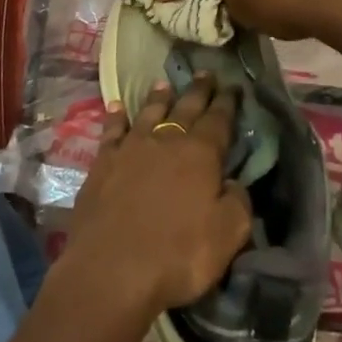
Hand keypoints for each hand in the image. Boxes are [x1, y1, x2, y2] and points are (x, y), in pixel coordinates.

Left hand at [64, 73, 252, 319]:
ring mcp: (131, 148)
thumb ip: (238, 204)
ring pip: (148, 113)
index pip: (219, 120)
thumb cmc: (177, 255)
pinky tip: (115, 107)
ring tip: (164, 83)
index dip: (227, 103)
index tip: (234, 86)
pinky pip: (112, 130)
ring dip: (158, 97)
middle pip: (185, 108)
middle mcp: (165, 141)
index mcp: (200, 155)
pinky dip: (115, 116)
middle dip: (198, 90)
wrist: (112, 268)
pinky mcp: (103, 162)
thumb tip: (234, 183)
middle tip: (205, 73)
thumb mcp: (227, 236)